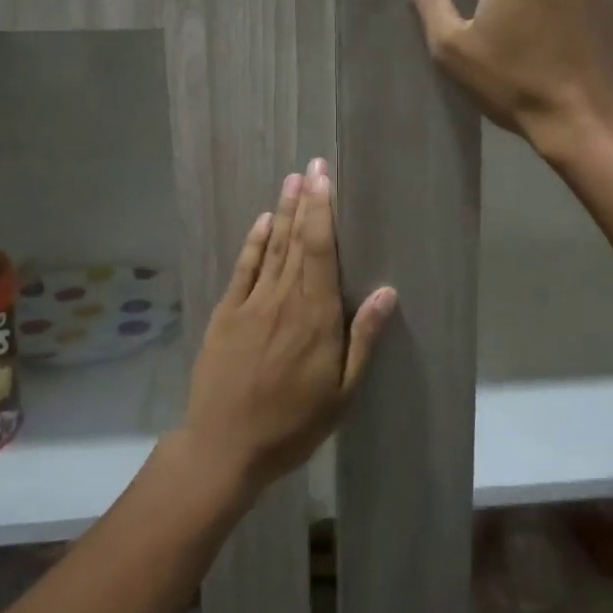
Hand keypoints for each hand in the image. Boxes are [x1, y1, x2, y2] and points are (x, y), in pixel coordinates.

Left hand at [180, 159, 395, 495]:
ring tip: (291, 180)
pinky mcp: (226, 314)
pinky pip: (243, 269)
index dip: (323, 211)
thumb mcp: (343, 392)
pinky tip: (262, 222)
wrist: (225, 446)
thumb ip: (363, 338)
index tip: (325, 179)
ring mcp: (250, 304)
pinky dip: (253, 243)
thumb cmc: (293, 423)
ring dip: (283, 212)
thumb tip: (387, 291)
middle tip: (311, 165)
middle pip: (297, 240)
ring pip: (271, 248)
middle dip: (306, 200)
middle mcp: (283, 299)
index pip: (321, 250)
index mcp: (315, 315)